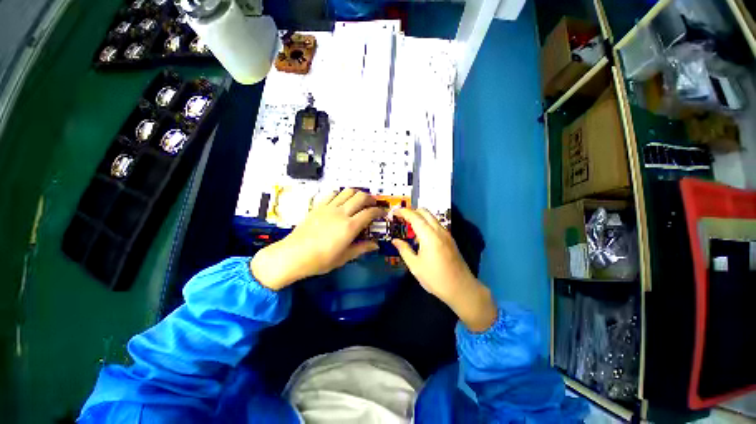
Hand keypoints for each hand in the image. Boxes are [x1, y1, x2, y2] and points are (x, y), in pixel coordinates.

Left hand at [251, 189, 384, 290]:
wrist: (293, 255)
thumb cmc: (320, 260)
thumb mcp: (344, 257)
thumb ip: (362, 248)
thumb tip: (375, 245)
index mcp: (349, 227)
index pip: (370, 213)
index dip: (379, 211)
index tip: (383, 213)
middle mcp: (341, 213)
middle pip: (361, 197)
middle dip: (371, 199)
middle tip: (373, 205)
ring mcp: (329, 207)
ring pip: (347, 191)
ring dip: (357, 193)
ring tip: (359, 200)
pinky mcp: (318, 206)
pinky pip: (332, 193)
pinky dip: (341, 194)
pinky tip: (341, 200)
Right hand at [391, 208, 496, 331]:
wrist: (461, 288)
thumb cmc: (435, 278)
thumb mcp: (415, 266)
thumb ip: (404, 250)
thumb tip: (395, 240)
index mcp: (429, 236)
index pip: (415, 217)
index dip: (404, 212)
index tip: (394, 212)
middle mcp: (439, 230)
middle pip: (425, 212)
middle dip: (412, 211)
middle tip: (401, 217)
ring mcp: (446, 234)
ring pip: (432, 217)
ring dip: (420, 217)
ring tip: (409, 226)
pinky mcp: (450, 239)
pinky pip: (436, 224)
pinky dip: (426, 223)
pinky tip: (421, 235)